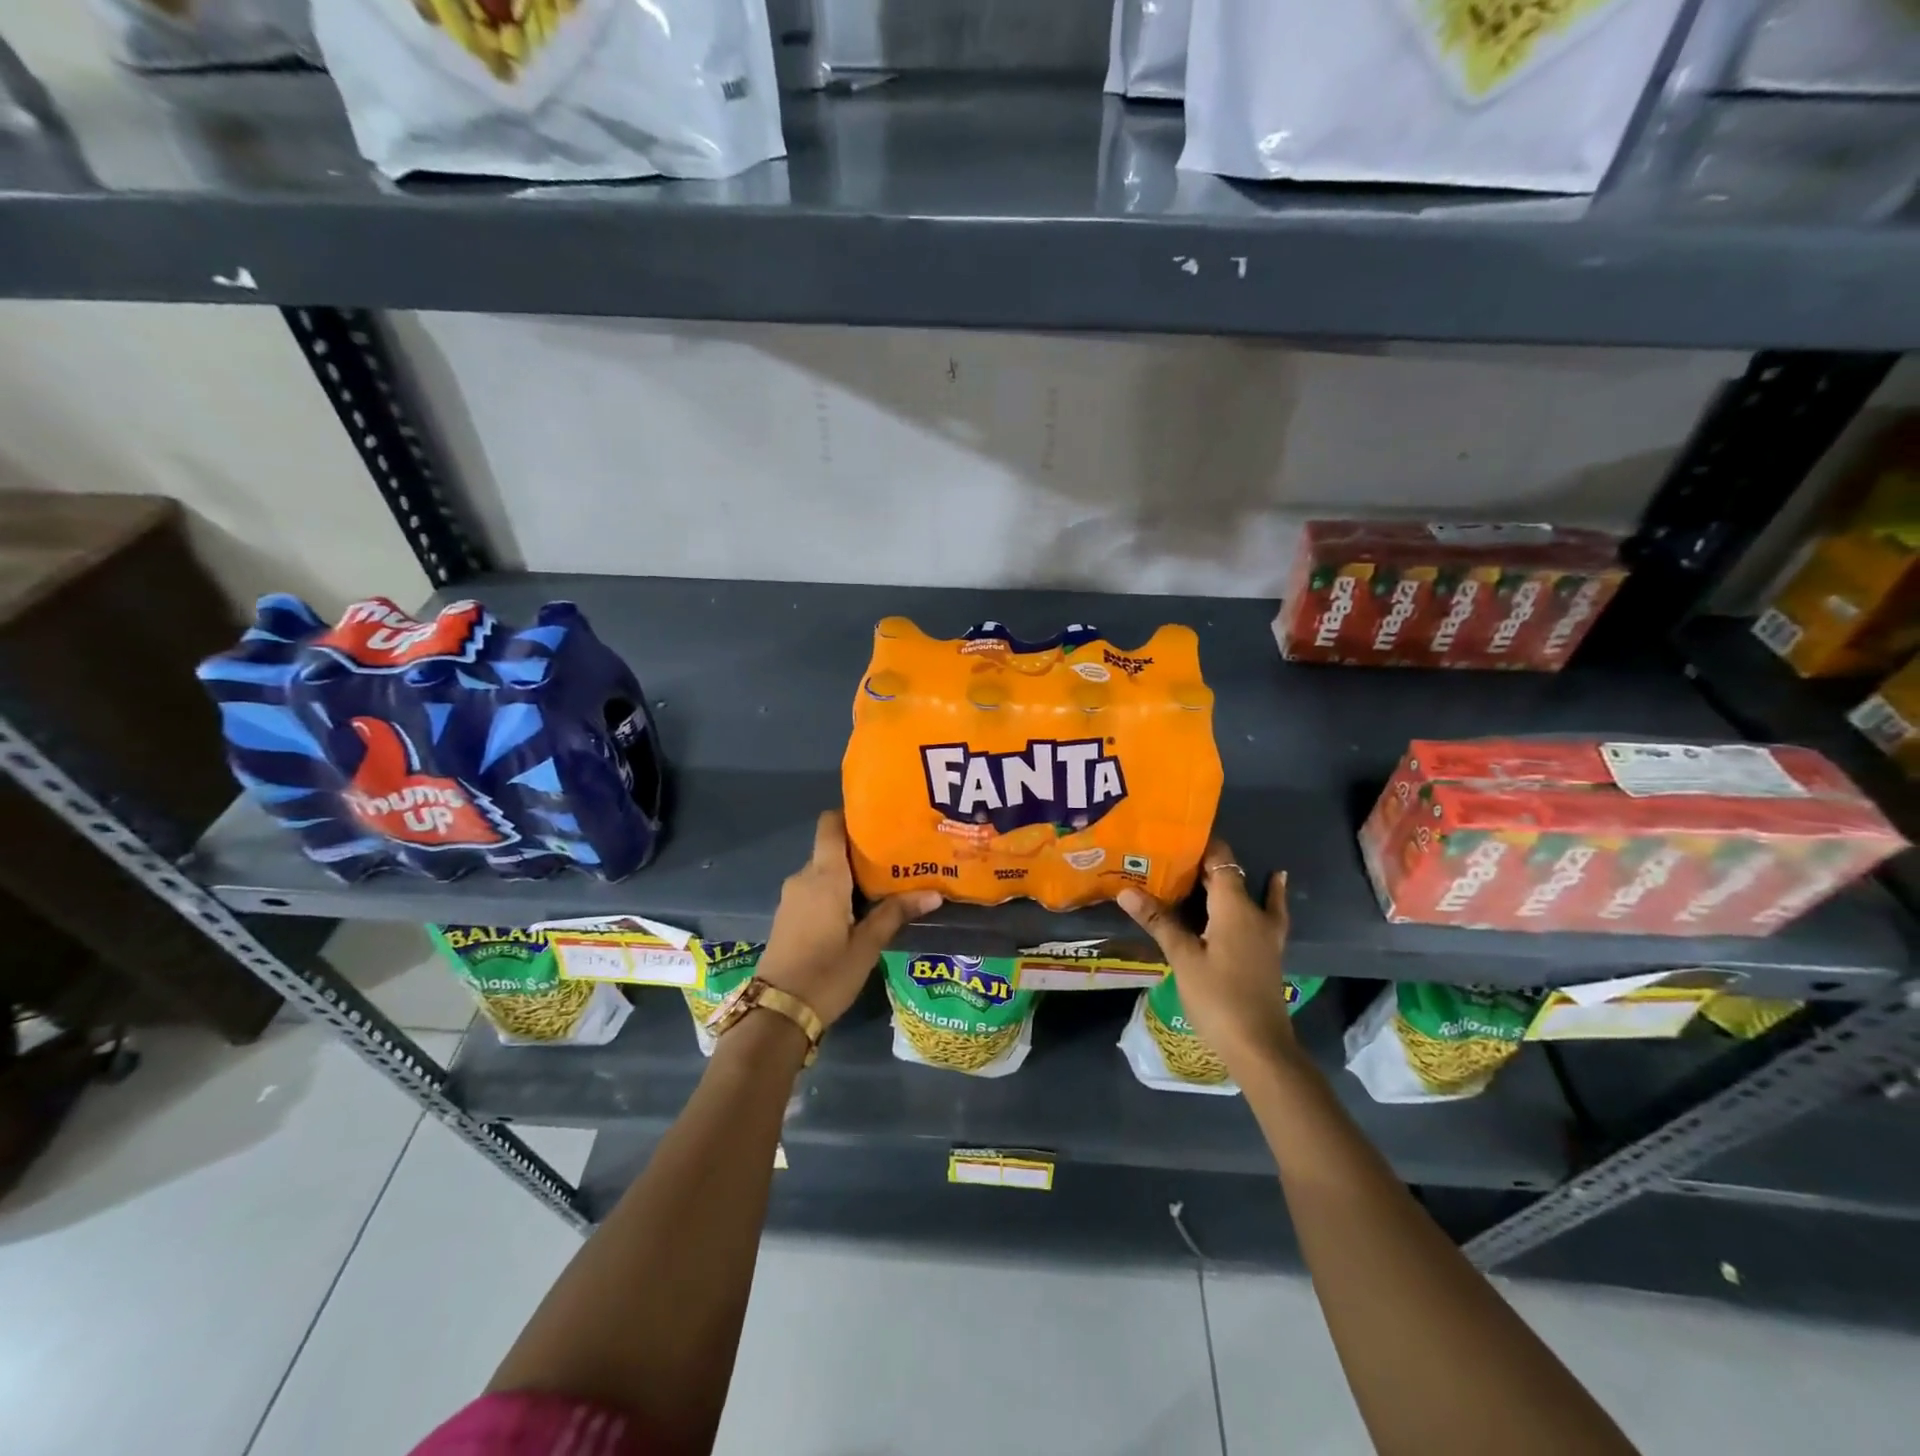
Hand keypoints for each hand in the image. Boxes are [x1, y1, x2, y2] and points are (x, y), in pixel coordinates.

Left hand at [754, 810, 940, 1027]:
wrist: (777, 1013)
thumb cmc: (827, 974)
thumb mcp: (867, 945)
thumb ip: (896, 913)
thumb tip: (935, 893)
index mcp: (824, 876)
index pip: (830, 824)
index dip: (852, 815)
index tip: (882, 821)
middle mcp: (804, 878)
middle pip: (833, 848)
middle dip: (862, 850)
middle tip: (899, 856)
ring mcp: (793, 898)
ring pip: (825, 871)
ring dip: (851, 874)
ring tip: (887, 882)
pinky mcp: (789, 916)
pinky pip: (816, 890)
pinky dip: (838, 891)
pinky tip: (862, 908)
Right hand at [1118, 839, 1295, 1076]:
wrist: (1259, 1046)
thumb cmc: (1218, 997)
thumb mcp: (1183, 958)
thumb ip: (1158, 921)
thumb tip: (1126, 890)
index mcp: (1233, 907)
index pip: (1220, 860)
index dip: (1200, 844)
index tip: (1174, 834)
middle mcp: (1253, 912)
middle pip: (1230, 875)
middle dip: (1202, 864)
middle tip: (1169, 856)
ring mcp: (1265, 932)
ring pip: (1245, 893)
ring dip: (1224, 881)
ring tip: (1200, 869)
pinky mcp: (1266, 950)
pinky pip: (1267, 910)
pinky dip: (1269, 893)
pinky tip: (1276, 881)